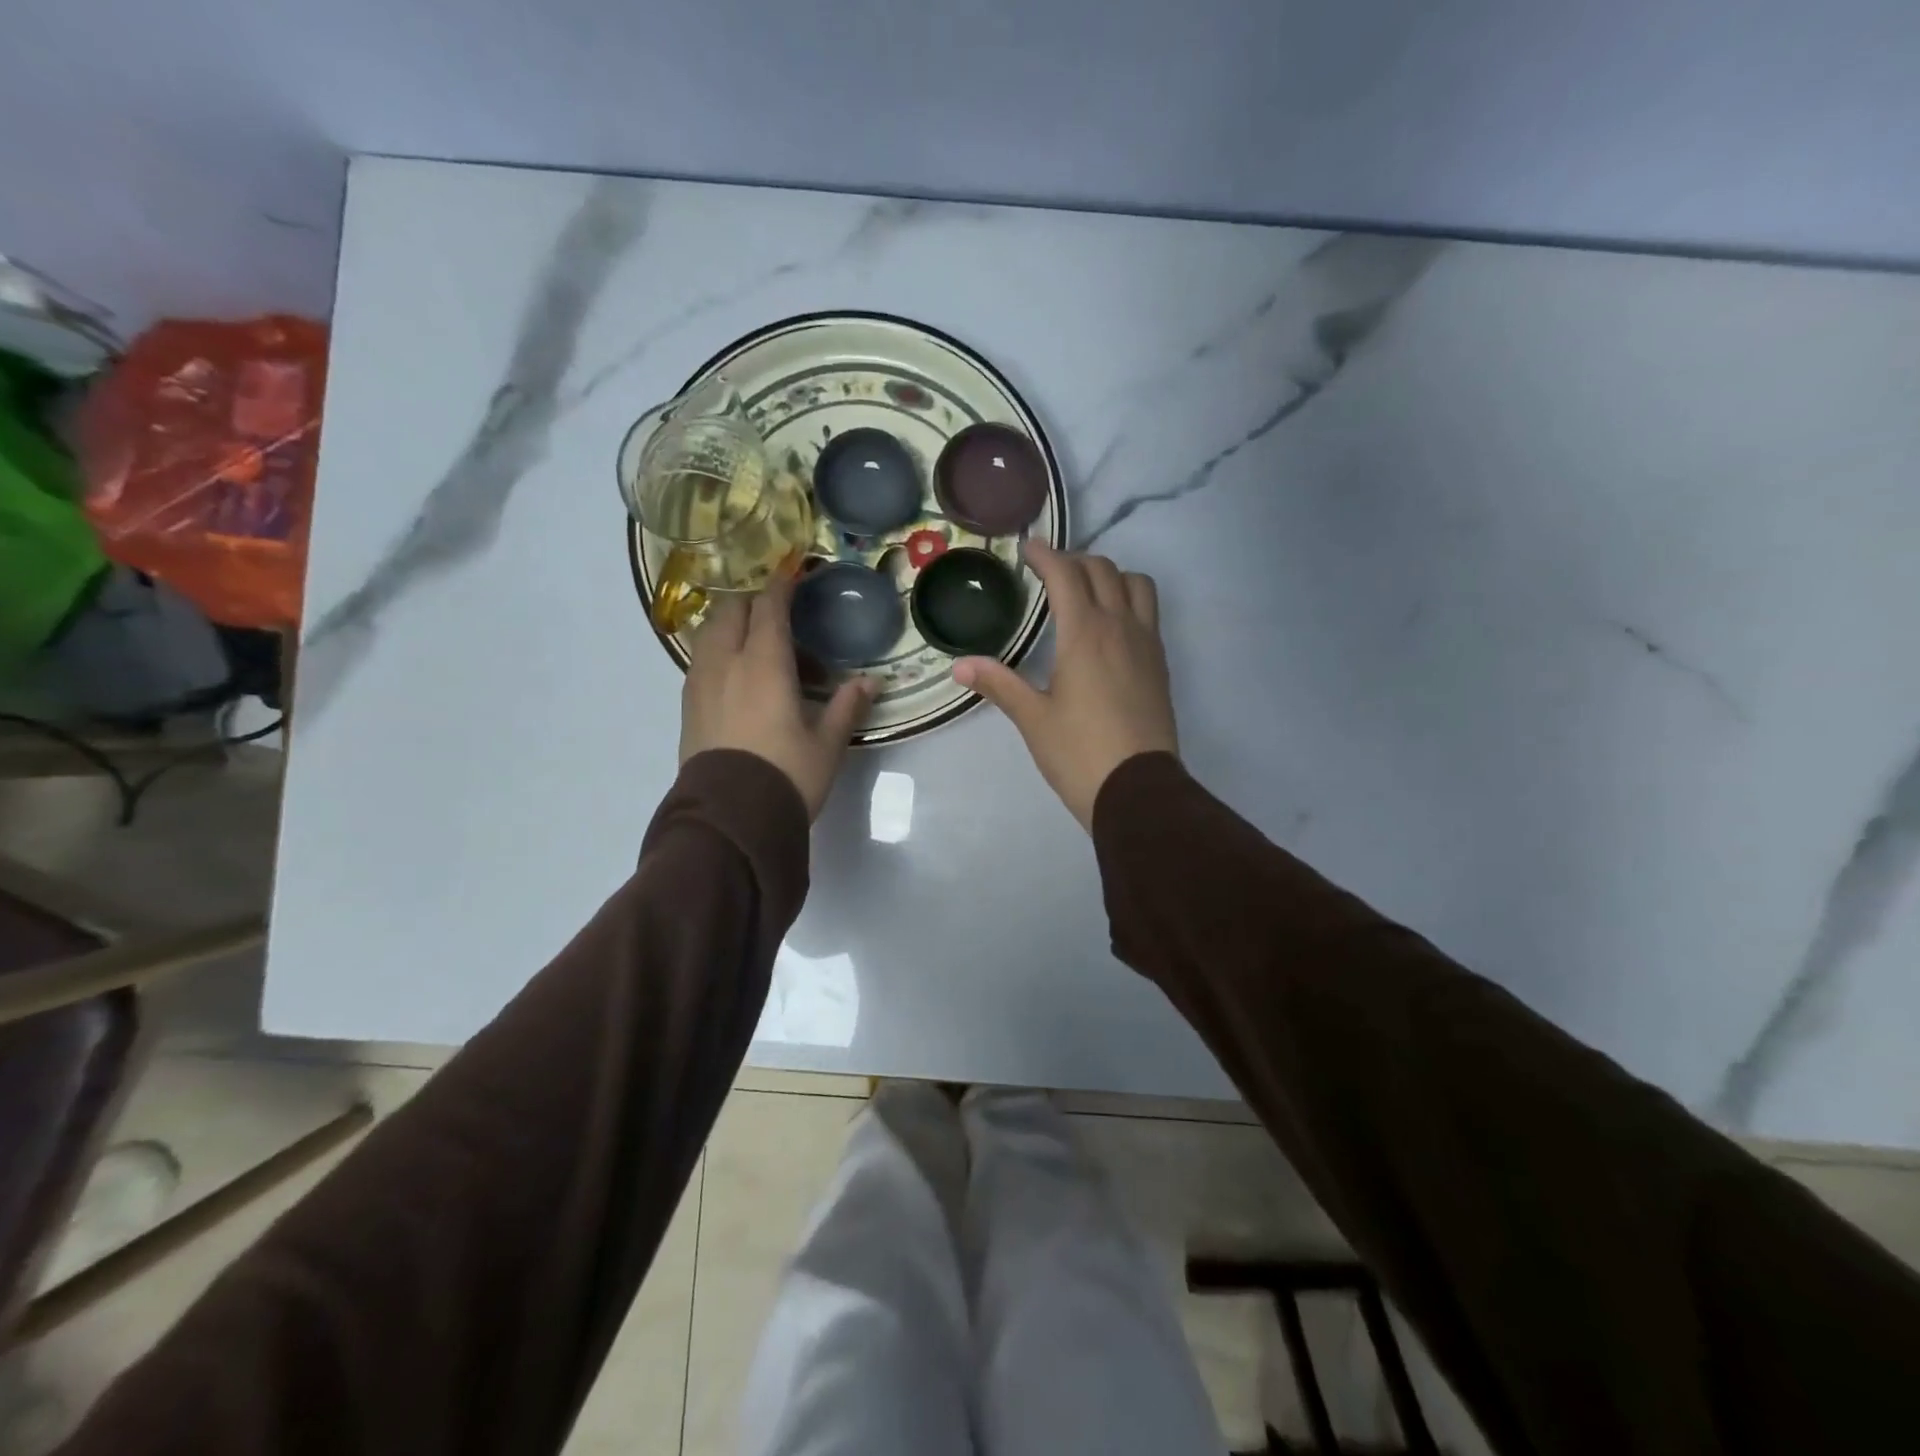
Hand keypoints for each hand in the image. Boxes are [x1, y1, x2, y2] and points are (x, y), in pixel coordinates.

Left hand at [680, 574, 874, 818]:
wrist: (730, 820)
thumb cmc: (786, 776)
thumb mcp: (827, 744)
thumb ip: (847, 706)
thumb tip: (870, 682)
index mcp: (763, 664)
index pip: (770, 606)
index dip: (783, 585)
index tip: (796, 573)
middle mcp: (726, 663)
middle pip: (732, 610)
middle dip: (756, 603)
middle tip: (786, 621)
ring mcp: (700, 683)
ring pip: (712, 633)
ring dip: (737, 629)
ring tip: (765, 654)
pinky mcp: (688, 705)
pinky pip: (703, 660)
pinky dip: (723, 653)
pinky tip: (743, 680)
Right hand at [953, 542, 1176, 830]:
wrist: (1138, 790)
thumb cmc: (1079, 753)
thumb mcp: (1033, 719)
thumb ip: (999, 684)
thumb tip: (959, 666)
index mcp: (1085, 634)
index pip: (1066, 574)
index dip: (1045, 554)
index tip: (1027, 548)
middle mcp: (1120, 627)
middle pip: (1103, 570)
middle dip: (1074, 561)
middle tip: (1049, 572)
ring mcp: (1147, 644)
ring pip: (1136, 584)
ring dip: (1110, 576)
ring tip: (1086, 592)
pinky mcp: (1160, 664)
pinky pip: (1148, 613)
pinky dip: (1128, 601)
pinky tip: (1109, 628)